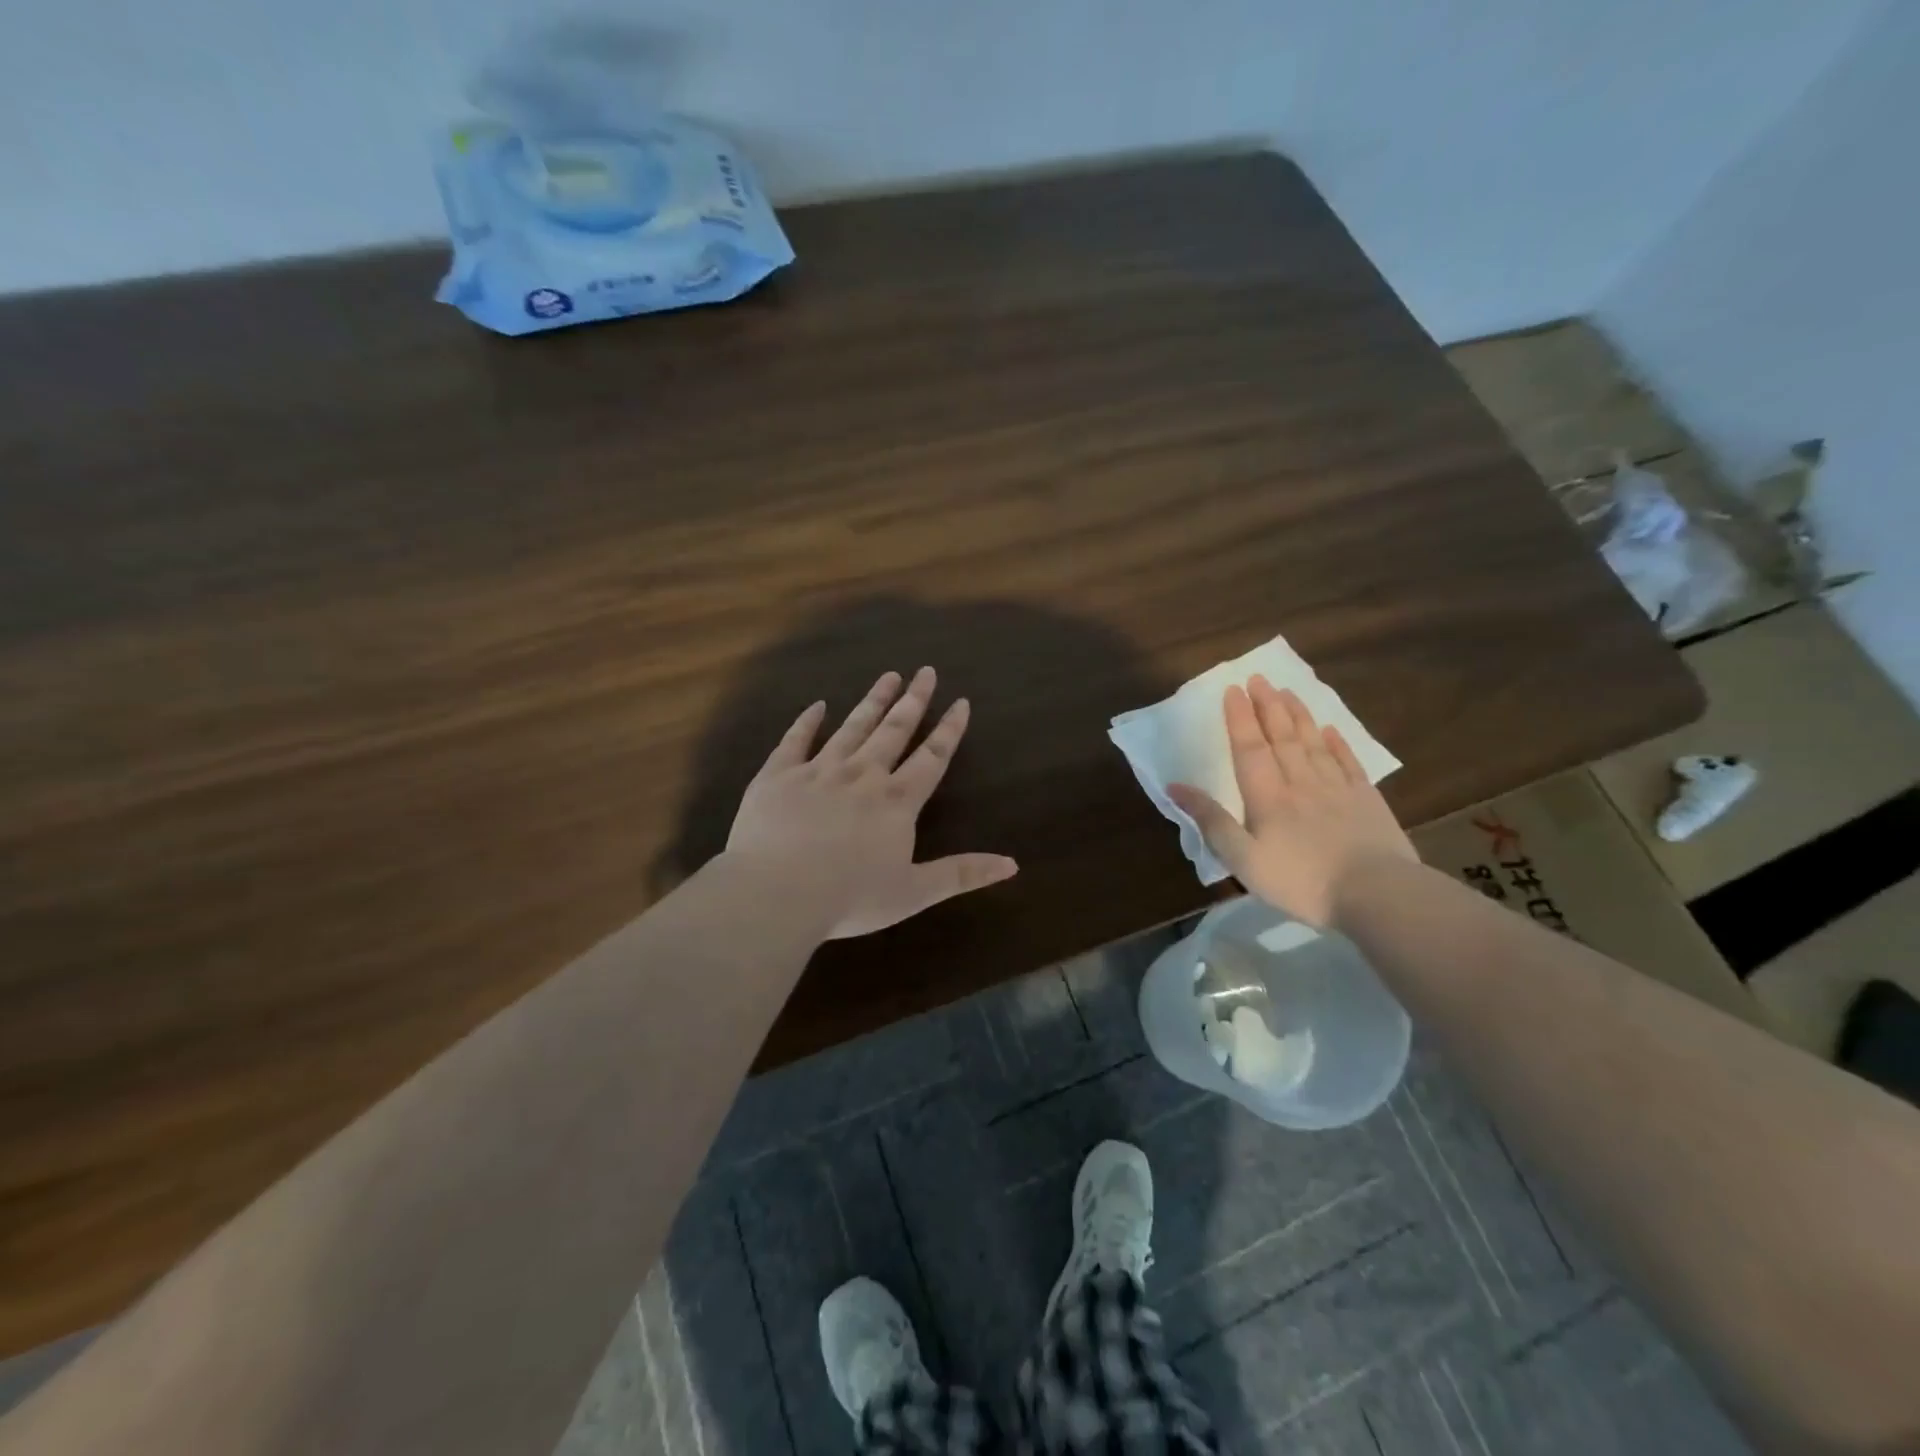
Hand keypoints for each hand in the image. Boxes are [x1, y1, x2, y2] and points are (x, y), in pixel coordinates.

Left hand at [726, 667, 1017, 938]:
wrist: (777, 893)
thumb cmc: (850, 898)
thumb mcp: (914, 892)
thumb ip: (961, 874)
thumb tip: (1012, 864)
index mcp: (896, 801)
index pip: (932, 757)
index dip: (949, 730)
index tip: (960, 701)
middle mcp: (862, 775)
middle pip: (894, 730)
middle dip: (913, 700)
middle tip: (925, 671)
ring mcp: (818, 771)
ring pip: (851, 727)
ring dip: (872, 701)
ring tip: (887, 676)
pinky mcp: (778, 775)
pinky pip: (795, 740)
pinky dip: (807, 721)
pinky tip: (817, 705)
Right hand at [1167, 676, 1413, 928]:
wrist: (1377, 895)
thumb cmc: (1302, 881)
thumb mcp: (1243, 860)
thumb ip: (1211, 821)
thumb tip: (1175, 787)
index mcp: (1267, 797)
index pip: (1250, 748)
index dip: (1240, 718)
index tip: (1233, 690)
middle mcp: (1300, 783)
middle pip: (1282, 737)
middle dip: (1268, 706)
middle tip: (1259, 678)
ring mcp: (1337, 789)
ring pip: (1313, 743)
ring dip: (1298, 715)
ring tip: (1287, 692)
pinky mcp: (1367, 801)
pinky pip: (1348, 763)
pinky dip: (1337, 743)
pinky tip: (1330, 730)